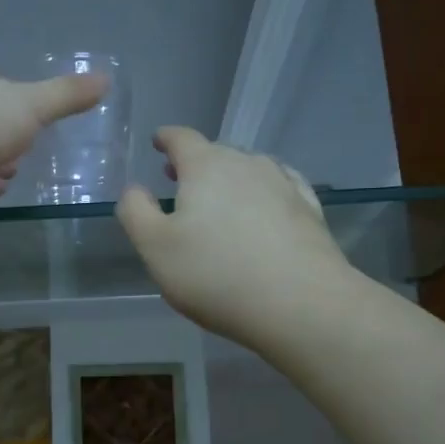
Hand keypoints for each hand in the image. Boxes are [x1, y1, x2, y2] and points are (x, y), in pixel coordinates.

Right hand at [116, 127, 348, 347]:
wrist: (300, 304)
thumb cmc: (215, 274)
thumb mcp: (154, 247)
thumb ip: (135, 211)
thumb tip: (134, 189)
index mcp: (206, 167)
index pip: (181, 139)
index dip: (166, 139)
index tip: (158, 141)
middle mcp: (247, 164)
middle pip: (216, 153)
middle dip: (196, 163)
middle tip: (180, 180)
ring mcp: (284, 185)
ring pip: (250, 170)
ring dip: (231, 179)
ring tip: (220, 198)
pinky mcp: (310, 211)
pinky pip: (280, 189)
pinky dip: (264, 193)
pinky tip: (265, 207)